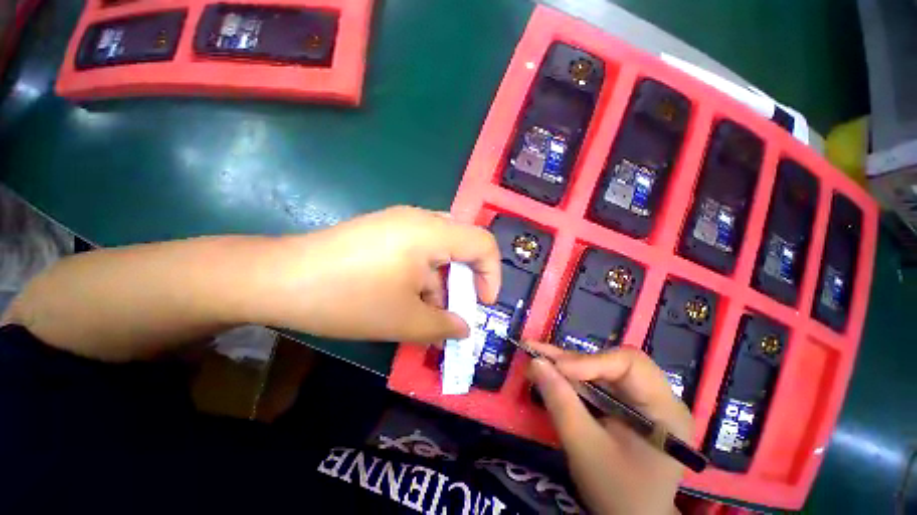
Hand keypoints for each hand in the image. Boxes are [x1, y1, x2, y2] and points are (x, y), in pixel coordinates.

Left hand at [252, 206, 499, 343]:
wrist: (278, 279)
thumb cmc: (349, 298)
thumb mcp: (405, 320)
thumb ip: (444, 326)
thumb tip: (464, 328)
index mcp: (431, 232)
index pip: (483, 243)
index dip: (491, 274)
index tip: (481, 304)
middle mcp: (419, 219)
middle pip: (462, 243)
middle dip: (465, 278)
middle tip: (454, 306)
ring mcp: (398, 221)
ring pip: (439, 248)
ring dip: (441, 279)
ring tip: (425, 309)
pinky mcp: (383, 230)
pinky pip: (418, 247)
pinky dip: (422, 272)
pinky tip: (405, 295)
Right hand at [527, 343, 692, 514]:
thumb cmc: (617, 493)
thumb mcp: (585, 449)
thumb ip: (561, 403)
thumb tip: (535, 362)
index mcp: (665, 409)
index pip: (630, 364)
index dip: (590, 361)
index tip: (557, 368)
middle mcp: (657, 396)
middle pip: (612, 362)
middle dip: (572, 360)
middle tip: (537, 354)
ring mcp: (641, 399)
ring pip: (599, 367)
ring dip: (566, 364)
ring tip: (535, 355)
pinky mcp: (625, 403)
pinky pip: (595, 381)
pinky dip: (570, 376)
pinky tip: (548, 369)